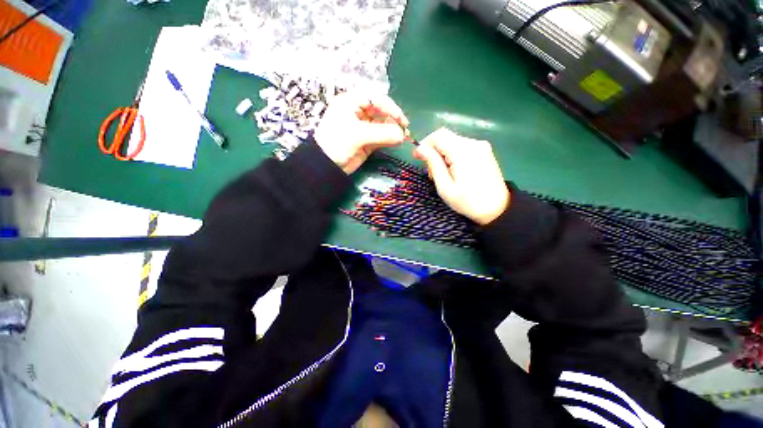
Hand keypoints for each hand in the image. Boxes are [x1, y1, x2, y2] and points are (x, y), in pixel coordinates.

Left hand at [314, 92, 408, 173]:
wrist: (326, 166)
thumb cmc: (337, 143)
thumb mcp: (358, 135)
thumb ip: (382, 133)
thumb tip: (402, 136)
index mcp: (351, 102)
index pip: (375, 98)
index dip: (390, 107)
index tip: (401, 120)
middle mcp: (359, 112)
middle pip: (381, 111)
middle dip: (393, 119)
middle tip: (404, 130)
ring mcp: (364, 127)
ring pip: (383, 125)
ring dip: (393, 130)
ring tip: (403, 137)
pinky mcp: (367, 141)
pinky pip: (381, 137)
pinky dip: (389, 139)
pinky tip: (396, 142)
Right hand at [413, 128, 509, 224]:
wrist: (497, 209)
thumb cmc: (468, 201)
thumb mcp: (445, 187)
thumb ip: (433, 164)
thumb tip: (420, 148)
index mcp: (463, 151)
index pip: (438, 135)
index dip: (424, 144)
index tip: (417, 157)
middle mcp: (473, 143)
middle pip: (446, 137)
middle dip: (433, 151)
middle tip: (430, 171)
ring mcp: (481, 146)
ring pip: (453, 142)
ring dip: (442, 154)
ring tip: (442, 174)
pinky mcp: (484, 151)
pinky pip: (462, 147)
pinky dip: (452, 155)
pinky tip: (453, 170)